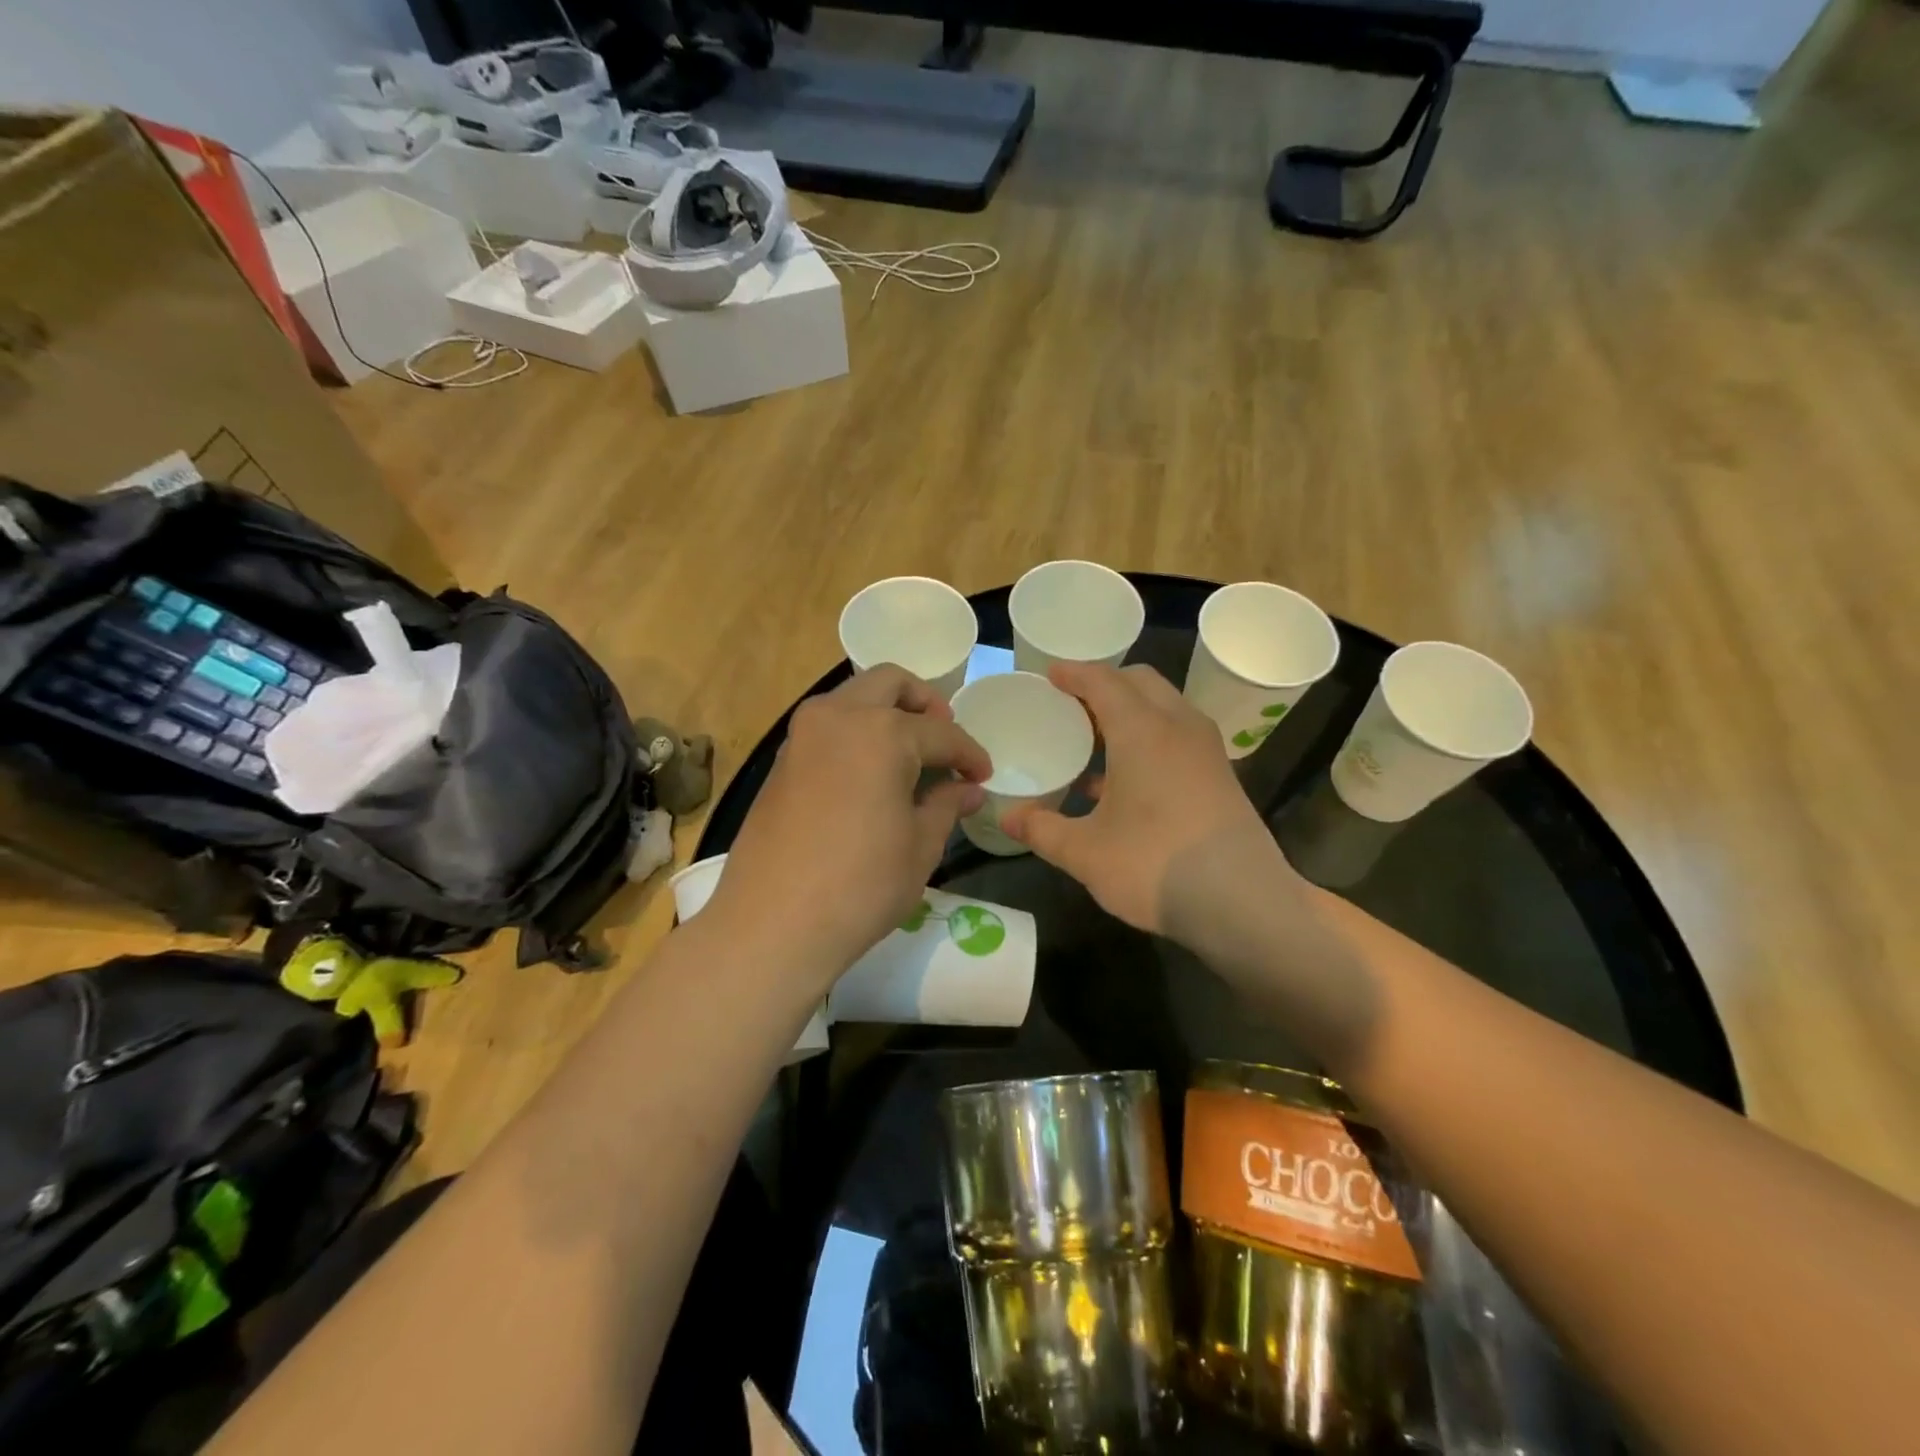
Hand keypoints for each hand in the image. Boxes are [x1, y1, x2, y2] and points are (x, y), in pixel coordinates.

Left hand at [707, 666, 991, 990]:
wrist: (774, 922)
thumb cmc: (862, 884)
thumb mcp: (921, 845)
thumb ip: (947, 804)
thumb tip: (968, 788)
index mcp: (883, 731)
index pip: (941, 732)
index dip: (969, 753)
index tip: (983, 775)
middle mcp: (839, 717)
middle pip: (889, 682)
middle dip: (924, 703)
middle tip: (942, 740)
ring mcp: (802, 736)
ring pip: (852, 698)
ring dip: (884, 712)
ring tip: (908, 756)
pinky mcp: (780, 761)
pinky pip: (827, 727)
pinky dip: (855, 734)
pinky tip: (870, 775)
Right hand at [1001, 663, 1277, 936]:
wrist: (1242, 902)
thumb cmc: (1154, 865)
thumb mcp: (1085, 852)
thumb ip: (1043, 830)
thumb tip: (1008, 819)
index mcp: (1142, 730)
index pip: (1103, 681)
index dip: (1073, 673)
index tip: (1048, 674)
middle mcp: (1178, 726)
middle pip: (1140, 682)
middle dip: (1105, 684)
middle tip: (1071, 704)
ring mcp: (1206, 750)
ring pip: (1164, 707)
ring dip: (1130, 711)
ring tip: (1095, 739)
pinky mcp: (1221, 775)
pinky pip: (1178, 735)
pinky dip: (1150, 737)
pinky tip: (1125, 780)